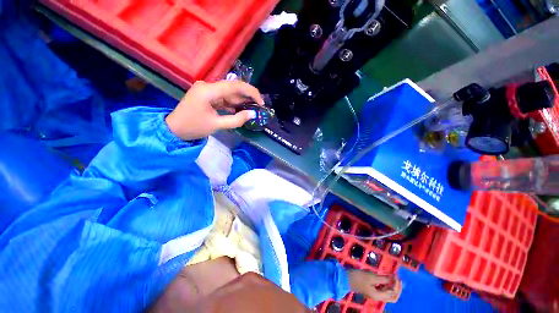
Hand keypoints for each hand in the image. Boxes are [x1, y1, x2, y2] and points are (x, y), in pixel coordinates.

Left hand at [166, 80, 263, 140]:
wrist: (174, 129)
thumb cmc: (193, 127)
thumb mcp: (217, 125)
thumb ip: (236, 119)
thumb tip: (253, 114)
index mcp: (208, 91)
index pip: (234, 86)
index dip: (251, 92)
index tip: (261, 102)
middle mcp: (208, 86)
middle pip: (233, 88)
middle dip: (247, 96)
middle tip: (259, 106)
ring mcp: (207, 90)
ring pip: (229, 93)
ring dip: (241, 101)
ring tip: (253, 109)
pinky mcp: (207, 96)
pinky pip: (224, 98)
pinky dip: (233, 104)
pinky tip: (241, 109)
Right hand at [348, 270, 401, 302]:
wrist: (346, 278)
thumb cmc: (358, 277)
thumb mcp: (371, 277)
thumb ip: (383, 279)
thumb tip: (393, 278)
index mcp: (379, 296)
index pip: (393, 293)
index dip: (396, 285)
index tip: (395, 275)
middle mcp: (378, 297)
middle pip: (393, 296)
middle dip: (397, 288)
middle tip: (398, 278)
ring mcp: (375, 294)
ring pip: (388, 294)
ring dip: (392, 286)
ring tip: (393, 277)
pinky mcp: (371, 290)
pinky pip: (383, 290)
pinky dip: (387, 285)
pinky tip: (385, 278)